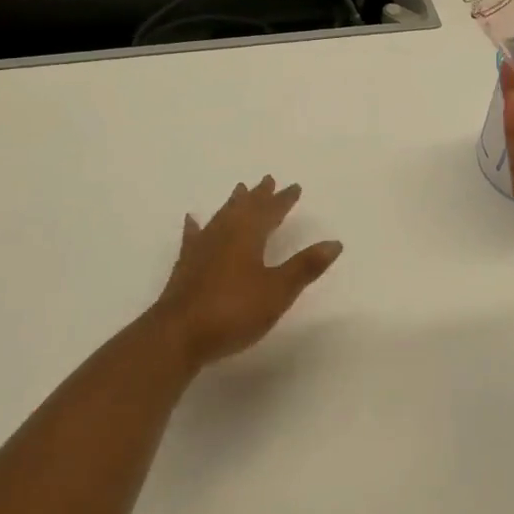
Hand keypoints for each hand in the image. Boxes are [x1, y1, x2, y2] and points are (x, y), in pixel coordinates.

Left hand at [152, 176, 342, 369]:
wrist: (178, 334)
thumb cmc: (233, 310)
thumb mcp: (277, 291)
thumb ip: (304, 266)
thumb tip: (334, 242)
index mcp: (248, 234)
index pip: (270, 210)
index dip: (283, 199)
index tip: (294, 187)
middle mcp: (224, 233)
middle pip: (244, 207)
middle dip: (259, 195)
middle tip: (267, 180)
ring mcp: (202, 248)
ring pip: (221, 217)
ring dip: (233, 203)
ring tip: (239, 190)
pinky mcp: (186, 265)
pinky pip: (194, 236)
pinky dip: (196, 226)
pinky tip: (192, 220)